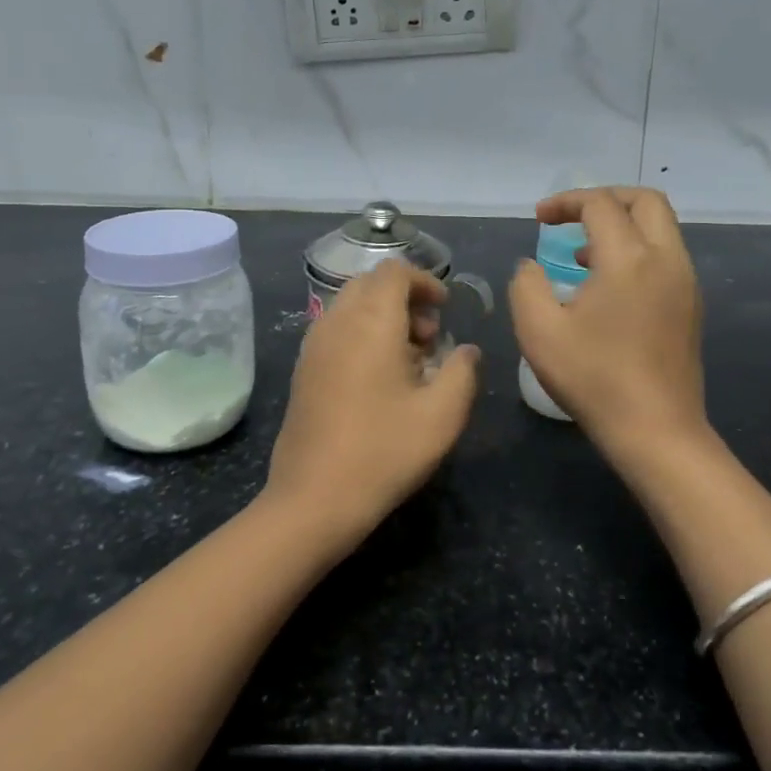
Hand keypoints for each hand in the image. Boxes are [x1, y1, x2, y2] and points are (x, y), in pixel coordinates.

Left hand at [263, 259, 480, 547]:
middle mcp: (336, 321)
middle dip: (405, 299)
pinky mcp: (303, 369)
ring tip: (409, 360)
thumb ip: (463, 371)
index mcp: (370, 321)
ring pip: (351, 307)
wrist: (313, 498)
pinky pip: (336, 330)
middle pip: (371, 285)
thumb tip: (467, 350)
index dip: (424, 281)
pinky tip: (379, 378)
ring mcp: (314, 345)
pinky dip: (361, 334)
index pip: (394, 272)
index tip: (445, 309)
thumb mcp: (442, 415)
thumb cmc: (384, 451)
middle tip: (430, 337)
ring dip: (383, 317)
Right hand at [509, 187, 708, 466]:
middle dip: (605, 199)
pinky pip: (666, 256)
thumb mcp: (539, 331)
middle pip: (646, 201)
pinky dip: (637, 250)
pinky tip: (608, 286)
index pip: (600, 204)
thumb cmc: (594, 379)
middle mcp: (666, 260)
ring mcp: (685, 283)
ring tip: (582, 256)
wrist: (657, 431)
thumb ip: (526, 285)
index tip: (539, 219)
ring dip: (622, 226)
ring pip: (661, 228)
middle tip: (572, 218)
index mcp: (629, 259)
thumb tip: (531, 266)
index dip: (566, 202)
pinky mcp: (691, 306)